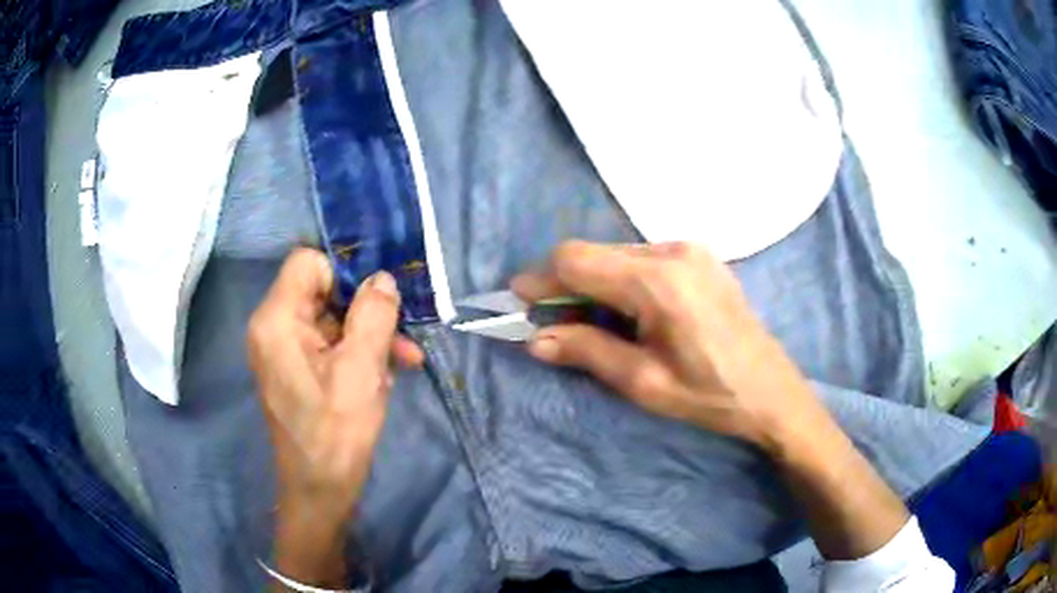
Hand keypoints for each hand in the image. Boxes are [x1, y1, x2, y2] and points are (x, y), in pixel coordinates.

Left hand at [247, 248, 422, 585]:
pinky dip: (356, 353)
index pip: (308, 263)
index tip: (378, 299)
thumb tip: (382, 278)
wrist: (320, 491)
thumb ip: (374, 314)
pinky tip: (385, 375)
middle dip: (365, 309)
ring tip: (405, 360)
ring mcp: (282, 350)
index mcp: (277, 319)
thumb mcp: (362, 368)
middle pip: (321, 291)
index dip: (345, 274)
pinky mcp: (295, 370)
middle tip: (403, 333)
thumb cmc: (336, 432)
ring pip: (330, 320)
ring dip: (368, 335)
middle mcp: (272, 327)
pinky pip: (327, 345)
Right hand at [512, 240, 827, 454]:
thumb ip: (587, 352)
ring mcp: (690, 249)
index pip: (577, 261)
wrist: (773, 392)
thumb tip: (536, 339)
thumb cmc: (711, 395)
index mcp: (658, 282)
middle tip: (553, 324)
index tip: (520, 303)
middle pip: (595, 253)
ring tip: (593, 324)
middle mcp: (673, 251)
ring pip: (617, 254)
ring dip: (594, 283)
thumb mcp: (644, 383)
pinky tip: (628, 313)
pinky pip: (643, 259)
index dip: (540, 278)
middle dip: (565, 284)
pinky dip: (621, 280)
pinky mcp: (700, 257)